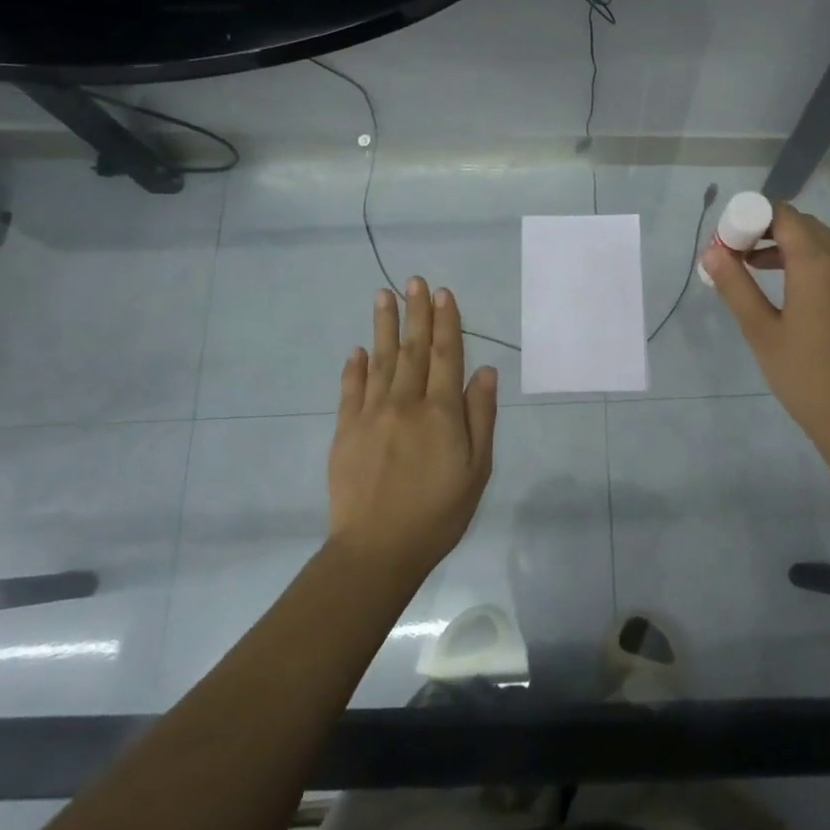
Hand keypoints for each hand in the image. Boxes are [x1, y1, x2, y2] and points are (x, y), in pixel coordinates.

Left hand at [326, 278, 498, 582]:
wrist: (376, 550)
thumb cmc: (438, 513)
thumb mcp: (477, 469)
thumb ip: (480, 416)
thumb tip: (484, 370)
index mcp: (440, 411)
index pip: (445, 355)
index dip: (446, 322)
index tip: (443, 293)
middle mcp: (404, 403)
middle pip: (412, 348)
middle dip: (415, 312)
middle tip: (414, 280)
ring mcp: (370, 414)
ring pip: (379, 360)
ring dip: (383, 325)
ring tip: (383, 295)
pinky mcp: (345, 430)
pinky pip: (350, 389)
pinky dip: (354, 366)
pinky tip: (358, 349)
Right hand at [703, 201, 829, 458]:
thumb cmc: (804, 375)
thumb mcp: (760, 330)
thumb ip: (735, 285)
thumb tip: (712, 252)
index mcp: (818, 264)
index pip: (783, 215)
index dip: (751, 217)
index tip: (726, 240)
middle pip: (802, 225)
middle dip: (766, 229)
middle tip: (735, 253)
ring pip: (820, 243)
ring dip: (786, 245)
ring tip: (751, 269)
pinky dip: (807, 261)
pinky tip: (785, 289)